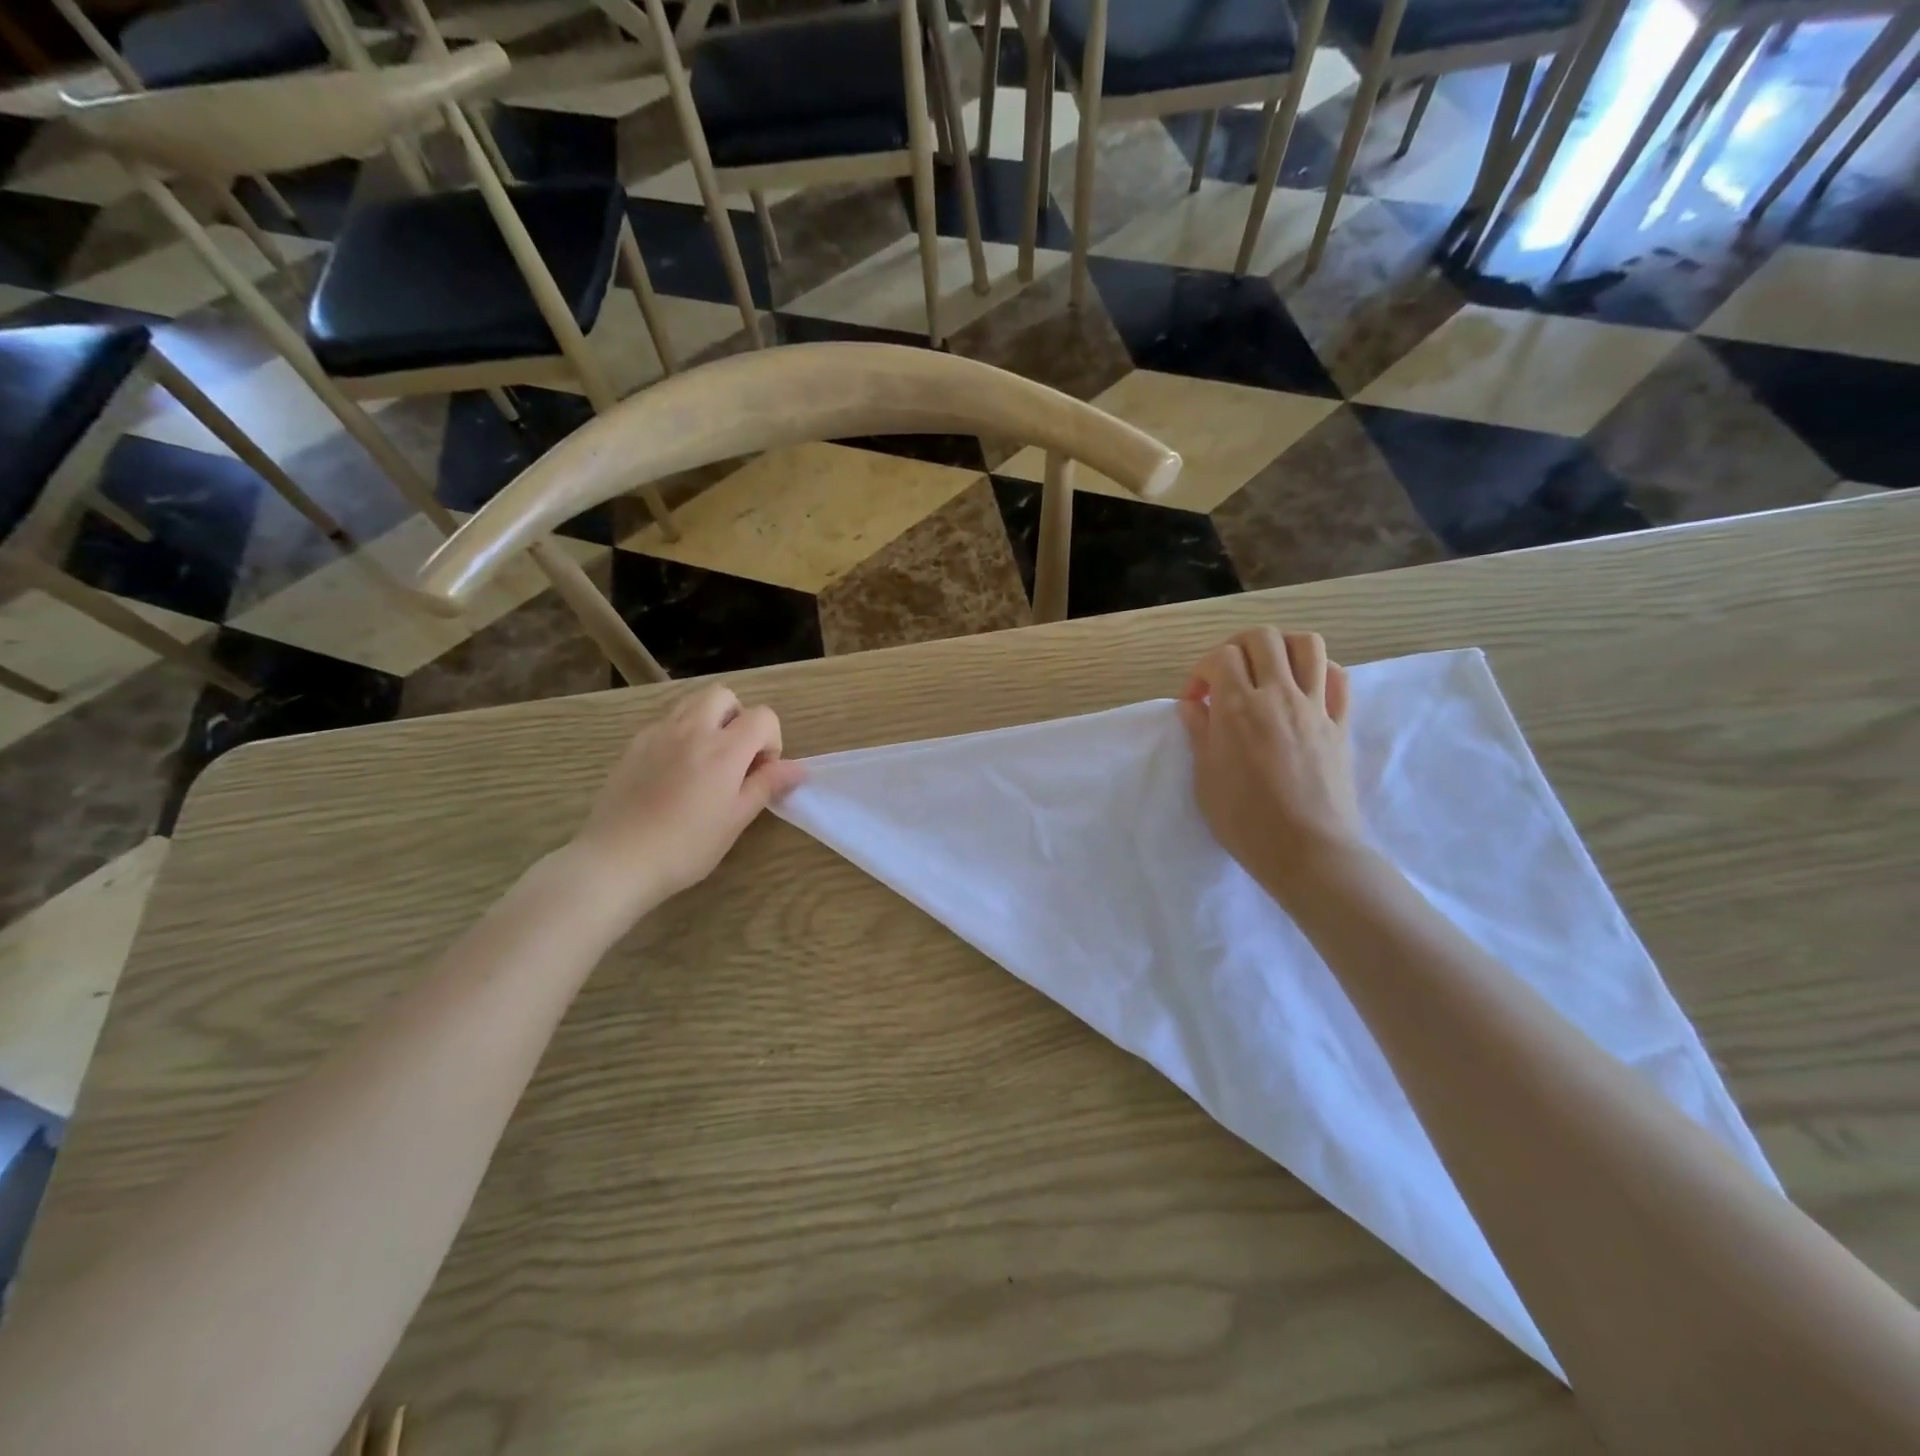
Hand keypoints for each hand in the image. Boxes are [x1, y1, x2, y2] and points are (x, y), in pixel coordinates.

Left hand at [567, 685, 804, 919]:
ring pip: (692, 703)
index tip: (760, 772)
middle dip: (738, 718)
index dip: (771, 740)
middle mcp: (692, 729)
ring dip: (709, 720)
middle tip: (735, 757)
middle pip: (724, 696)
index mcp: (724, 749)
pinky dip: (680, 734)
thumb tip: (798, 768)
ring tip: (706, 760)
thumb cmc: (686, 846)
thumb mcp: (736, 819)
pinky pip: (666, 723)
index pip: (763, 716)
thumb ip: (767, 785)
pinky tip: (674, 771)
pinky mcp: (634, 745)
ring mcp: (658, 733)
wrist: (617, 860)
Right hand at [1179, 628, 1365, 903]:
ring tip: (1268, 671)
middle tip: (1227, 675)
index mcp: (1237, 707)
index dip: (1200, 672)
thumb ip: (1199, 733)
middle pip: (1263, 638)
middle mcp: (1278, 695)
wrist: (1307, 851)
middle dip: (1238, 647)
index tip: (1195, 702)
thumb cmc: (1245, 820)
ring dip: (1282, 648)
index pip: (1220, 658)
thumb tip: (1194, 705)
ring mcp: (1315, 707)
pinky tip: (1304, 689)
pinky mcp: (1340, 723)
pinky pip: (1338, 678)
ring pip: (1307, 645)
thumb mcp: (1205, 778)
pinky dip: (1319, 671)